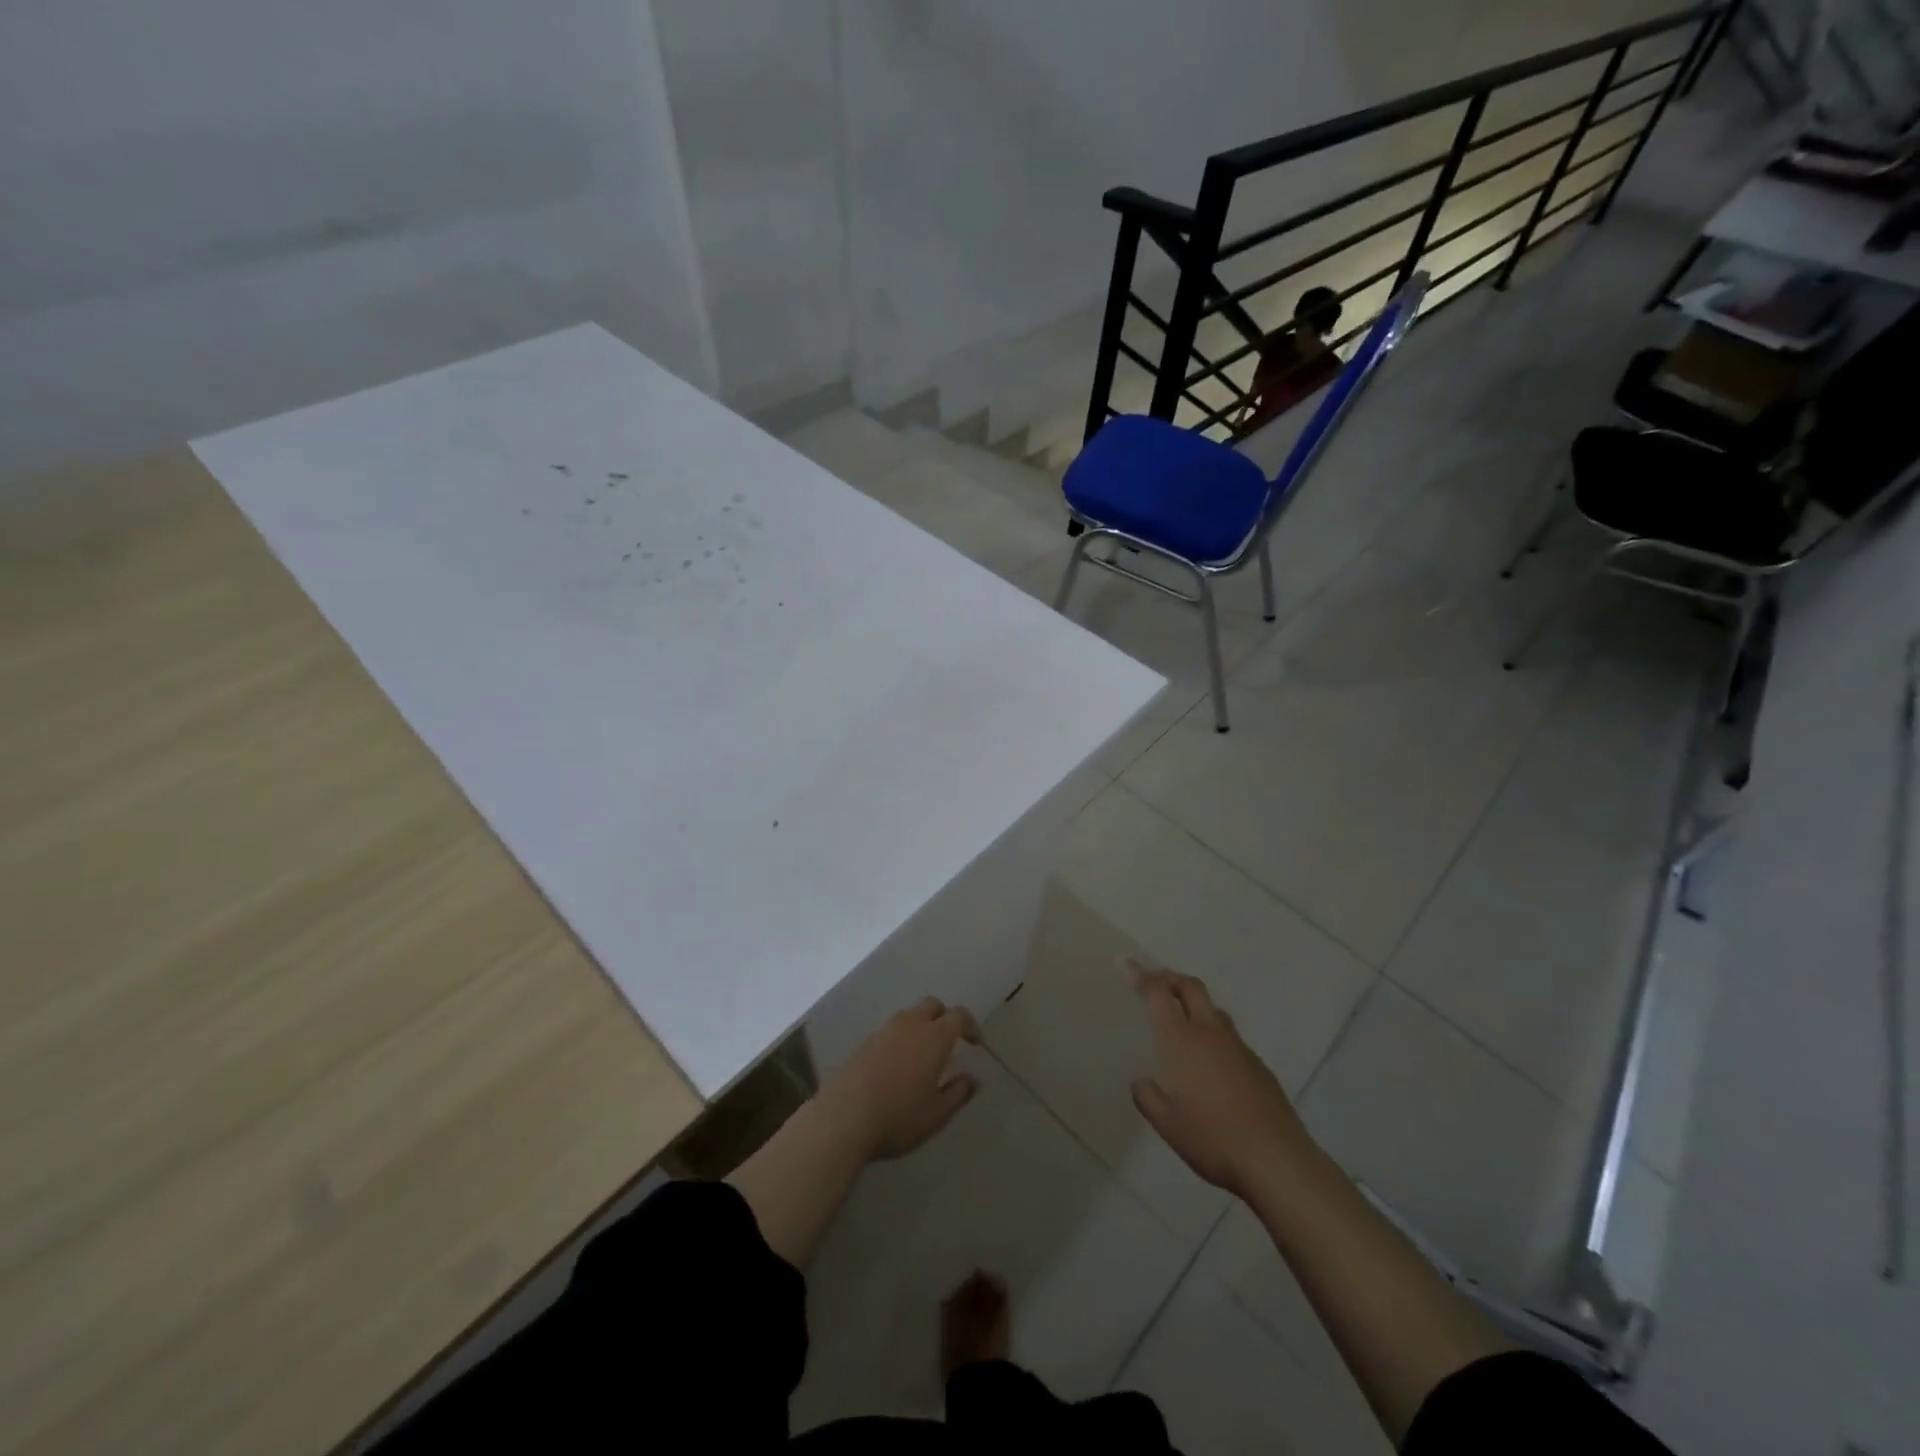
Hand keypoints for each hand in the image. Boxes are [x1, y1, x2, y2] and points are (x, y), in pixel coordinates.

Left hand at [816, 998, 982, 1160]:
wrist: (844, 1117)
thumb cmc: (898, 1116)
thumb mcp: (936, 1114)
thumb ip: (958, 1093)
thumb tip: (972, 1078)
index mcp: (933, 1037)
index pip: (958, 1016)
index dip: (970, 1025)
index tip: (974, 1043)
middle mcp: (910, 1025)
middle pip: (932, 1005)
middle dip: (944, 1017)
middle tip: (949, 1042)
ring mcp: (884, 1030)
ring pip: (909, 1014)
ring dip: (921, 1025)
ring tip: (922, 1053)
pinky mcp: (865, 1042)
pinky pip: (891, 1028)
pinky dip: (901, 1036)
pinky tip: (898, 1062)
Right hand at [1130, 963, 1308, 1197]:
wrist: (1277, 1160)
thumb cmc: (1213, 1138)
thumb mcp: (1166, 1124)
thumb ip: (1148, 1097)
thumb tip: (1141, 1082)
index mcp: (1182, 1041)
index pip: (1158, 994)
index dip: (1140, 975)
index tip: (1126, 962)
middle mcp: (1210, 1034)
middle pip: (1191, 987)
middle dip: (1171, 977)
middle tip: (1155, 980)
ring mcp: (1239, 1048)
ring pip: (1214, 1010)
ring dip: (1194, 1003)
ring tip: (1182, 1017)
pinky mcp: (1258, 1066)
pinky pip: (1230, 1036)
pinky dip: (1213, 1033)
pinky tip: (1211, 1061)